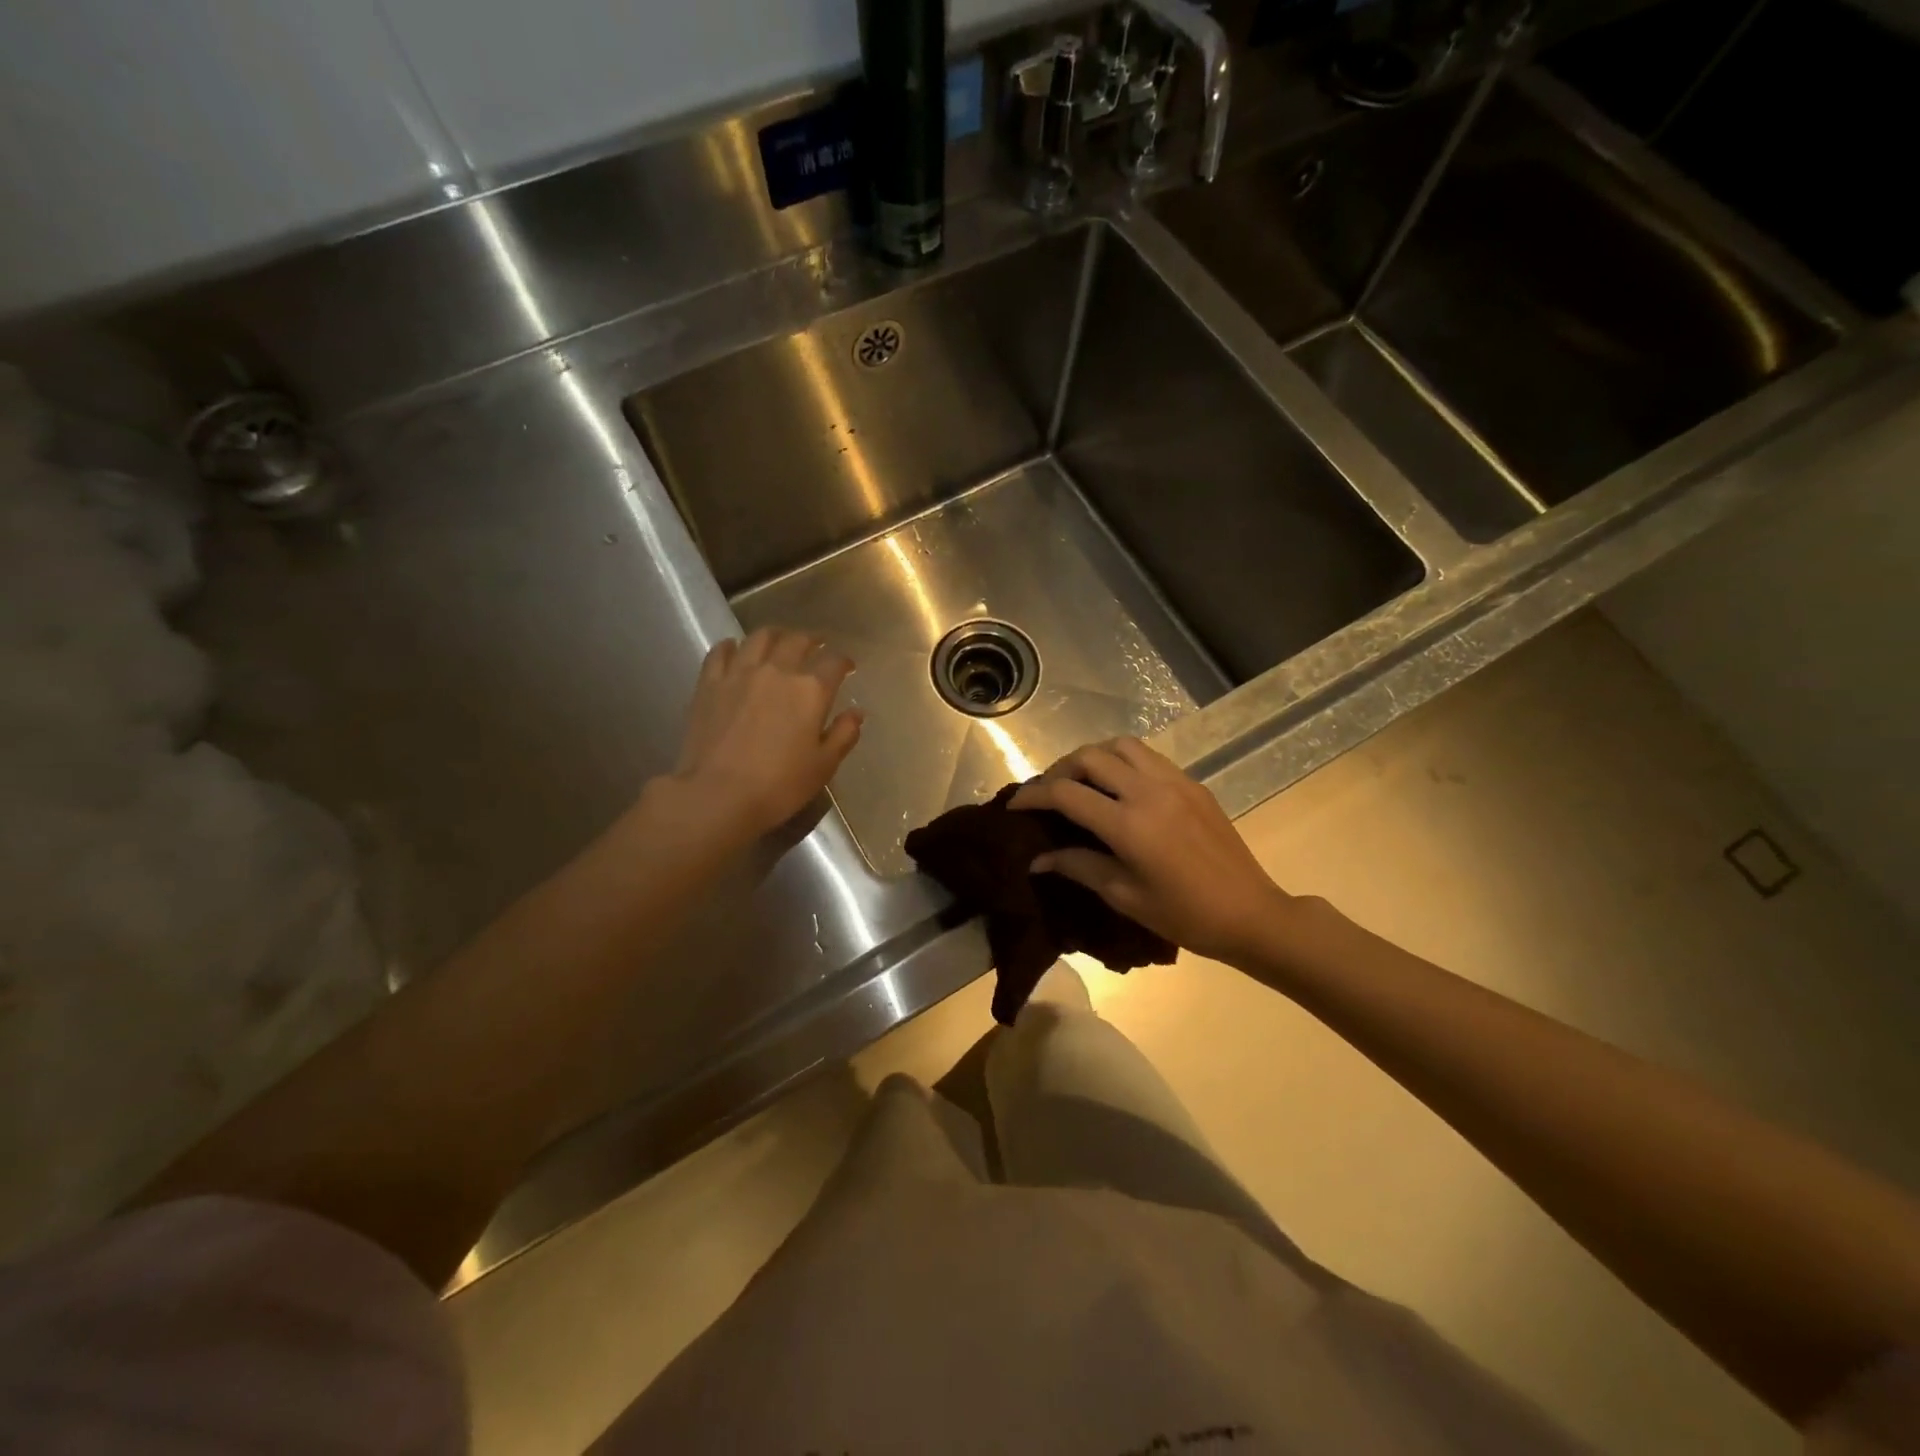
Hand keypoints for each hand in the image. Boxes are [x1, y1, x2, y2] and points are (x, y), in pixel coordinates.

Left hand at [669, 627, 862, 840]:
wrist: (718, 795)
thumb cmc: (779, 785)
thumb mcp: (823, 766)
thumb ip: (843, 735)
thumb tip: (857, 713)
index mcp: (810, 690)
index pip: (834, 663)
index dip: (844, 662)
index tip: (847, 667)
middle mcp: (777, 670)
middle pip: (797, 641)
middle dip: (811, 640)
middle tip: (816, 646)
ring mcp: (739, 673)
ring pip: (760, 638)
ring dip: (775, 635)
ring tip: (779, 641)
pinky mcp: (709, 683)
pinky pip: (720, 651)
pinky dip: (732, 646)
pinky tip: (735, 649)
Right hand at [1010, 737, 1292, 964]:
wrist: (1251, 913)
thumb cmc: (1185, 916)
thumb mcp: (1125, 896)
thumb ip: (1078, 867)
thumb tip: (1037, 859)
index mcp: (1129, 824)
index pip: (1066, 793)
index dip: (1033, 795)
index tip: (1015, 805)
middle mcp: (1149, 791)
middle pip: (1089, 757)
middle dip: (1058, 770)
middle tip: (1047, 793)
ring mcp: (1174, 782)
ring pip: (1120, 745)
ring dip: (1091, 757)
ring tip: (1080, 782)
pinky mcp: (1192, 783)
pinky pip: (1147, 756)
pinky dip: (1121, 761)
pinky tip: (1117, 786)